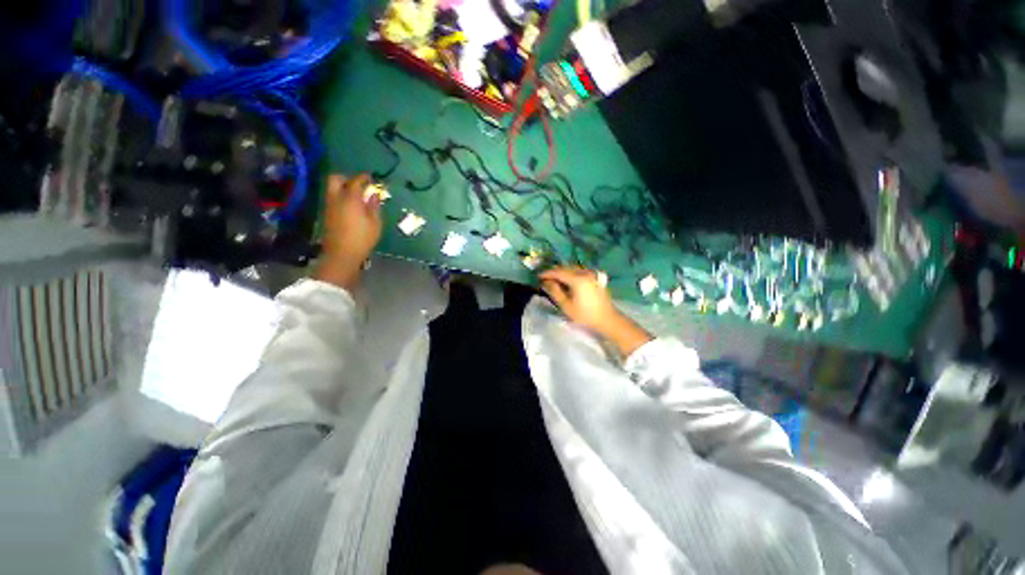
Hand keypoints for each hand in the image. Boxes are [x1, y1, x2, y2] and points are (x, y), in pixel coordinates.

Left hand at [314, 173, 382, 290]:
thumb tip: (373, 194)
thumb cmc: (362, 238)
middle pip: (335, 179)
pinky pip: (332, 198)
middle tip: (358, 184)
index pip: (355, 181)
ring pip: (332, 188)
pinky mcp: (327, 214)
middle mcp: (336, 198)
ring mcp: (329, 206)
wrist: (342, 254)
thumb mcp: (375, 223)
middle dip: (346, 178)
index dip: (363, 177)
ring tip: (356, 195)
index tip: (370, 177)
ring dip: (342, 187)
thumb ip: (374, 206)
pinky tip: (351, 206)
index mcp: (350, 199)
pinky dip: (340, 196)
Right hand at [539, 267, 653, 355]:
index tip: (538, 276)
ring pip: (573, 269)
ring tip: (554, 279)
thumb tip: (546, 282)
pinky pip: (579, 271)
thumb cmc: (585, 315)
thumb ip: (555, 292)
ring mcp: (591, 274)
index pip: (559, 272)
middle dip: (554, 272)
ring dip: (562, 272)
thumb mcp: (566, 306)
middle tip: (545, 277)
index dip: (547, 273)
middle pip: (566, 268)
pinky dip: (570, 273)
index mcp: (577, 279)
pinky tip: (566, 280)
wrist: (607, 319)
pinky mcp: (594, 278)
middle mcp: (584, 273)